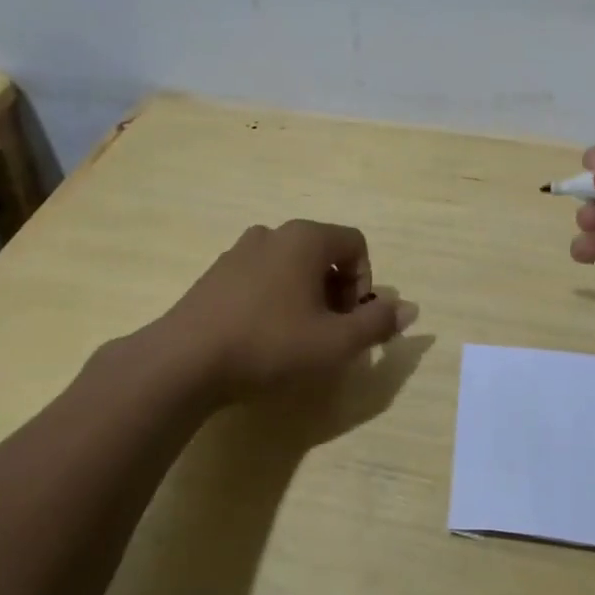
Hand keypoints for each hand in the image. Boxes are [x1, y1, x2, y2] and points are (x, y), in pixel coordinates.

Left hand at [160, 220, 417, 400]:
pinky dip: (275, 300)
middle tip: (330, 334)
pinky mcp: (215, 275)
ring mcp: (239, 251)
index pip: (355, 244)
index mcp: (305, 238)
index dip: (365, 283)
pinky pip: (261, 278)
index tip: (352, 320)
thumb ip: (377, 323)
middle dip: (337, 292)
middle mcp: (273, 233)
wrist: (184, 361)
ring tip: (297, 339)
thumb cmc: (270, 344)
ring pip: (291, 267)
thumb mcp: (336, 342)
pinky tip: (262, 338)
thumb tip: (410, 308)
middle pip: (323, 254)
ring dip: (306, 297)